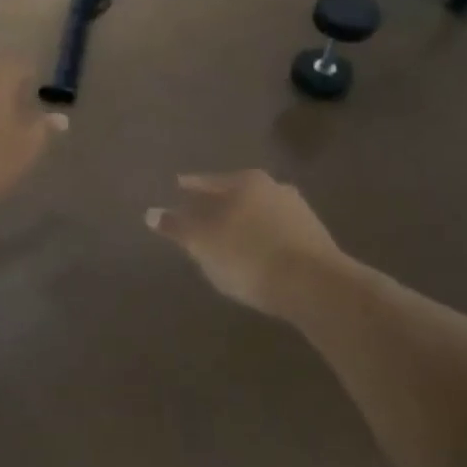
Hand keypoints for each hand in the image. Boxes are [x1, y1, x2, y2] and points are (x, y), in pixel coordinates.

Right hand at [147, 171, 348, 319]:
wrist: (316, 285)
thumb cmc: (248, 256)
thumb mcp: (202, 242)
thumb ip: (176, 226)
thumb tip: (151, 213)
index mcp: (244, 181)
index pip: (206, 181)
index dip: (189, 187)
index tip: (177, 187)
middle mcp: (273, 187)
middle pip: (235, 193)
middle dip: (217, 203)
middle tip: (200, 216)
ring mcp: (298, 211)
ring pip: (258, 212)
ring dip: (242, 222)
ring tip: (227, 239)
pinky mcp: (314, 238)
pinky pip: (276, 233)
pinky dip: (261, 239)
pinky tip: (256, 255)